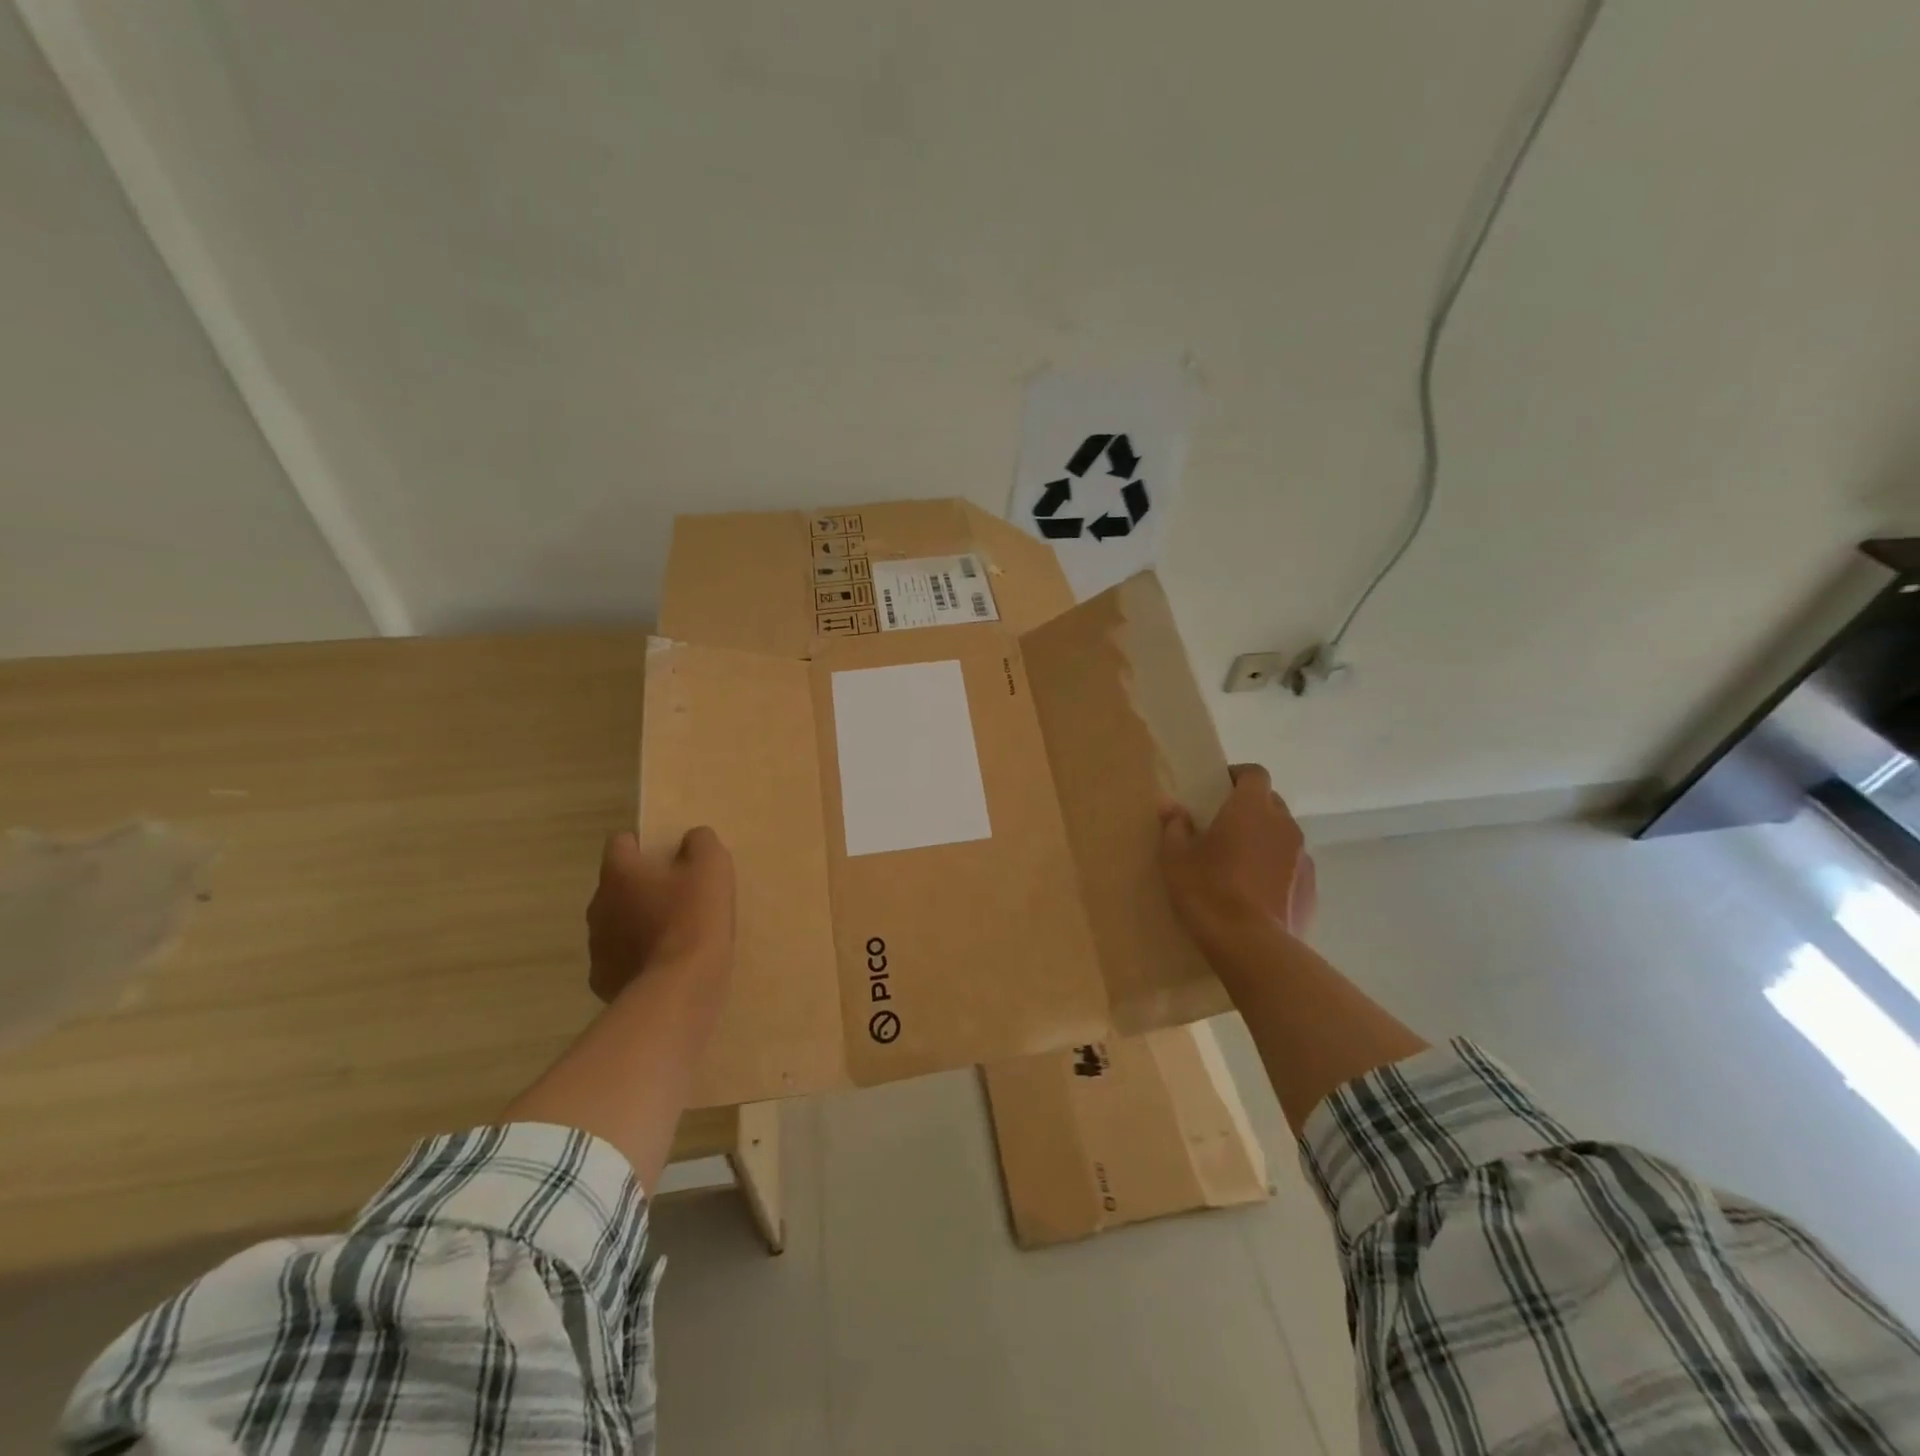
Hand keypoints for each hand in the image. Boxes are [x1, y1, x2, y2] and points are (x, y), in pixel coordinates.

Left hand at [586, 827, 734, 1002]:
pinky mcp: (602, 980)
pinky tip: (664, 965)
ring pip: (616, 922)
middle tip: (678, 897)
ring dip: (638, 923)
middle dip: (642, 887)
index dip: (643, 846)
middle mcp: (598, 904)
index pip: (620, 843)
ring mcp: (596, 945)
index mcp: (620, 872)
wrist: (679, 988)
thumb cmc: (695, 918)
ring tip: (673, 935)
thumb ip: (701, 842)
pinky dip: (637, 958)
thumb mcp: (712, 866)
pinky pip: (620, 958)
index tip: (669, 858)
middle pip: (618, 885)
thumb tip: (691, 839)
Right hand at [1159, 764, 1314, 954]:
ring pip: (1283, 836)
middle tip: (1224, 827)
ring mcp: (1303, 858)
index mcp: (1251, 809)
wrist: (1252, 946)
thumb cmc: (1208, 891)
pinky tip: (1257, 893)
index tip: (1219, 788)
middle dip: (1251, 808)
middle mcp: (1284, 825)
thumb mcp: (1175, 858)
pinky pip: (1293, 867)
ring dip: (1265, 840)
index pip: (1255, 774)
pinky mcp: (1312, 889)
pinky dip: (1277, 870)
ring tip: (1241, 863)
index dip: (1238, 776)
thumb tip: (1169, 804)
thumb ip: (1174, 826)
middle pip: (1271, 803)